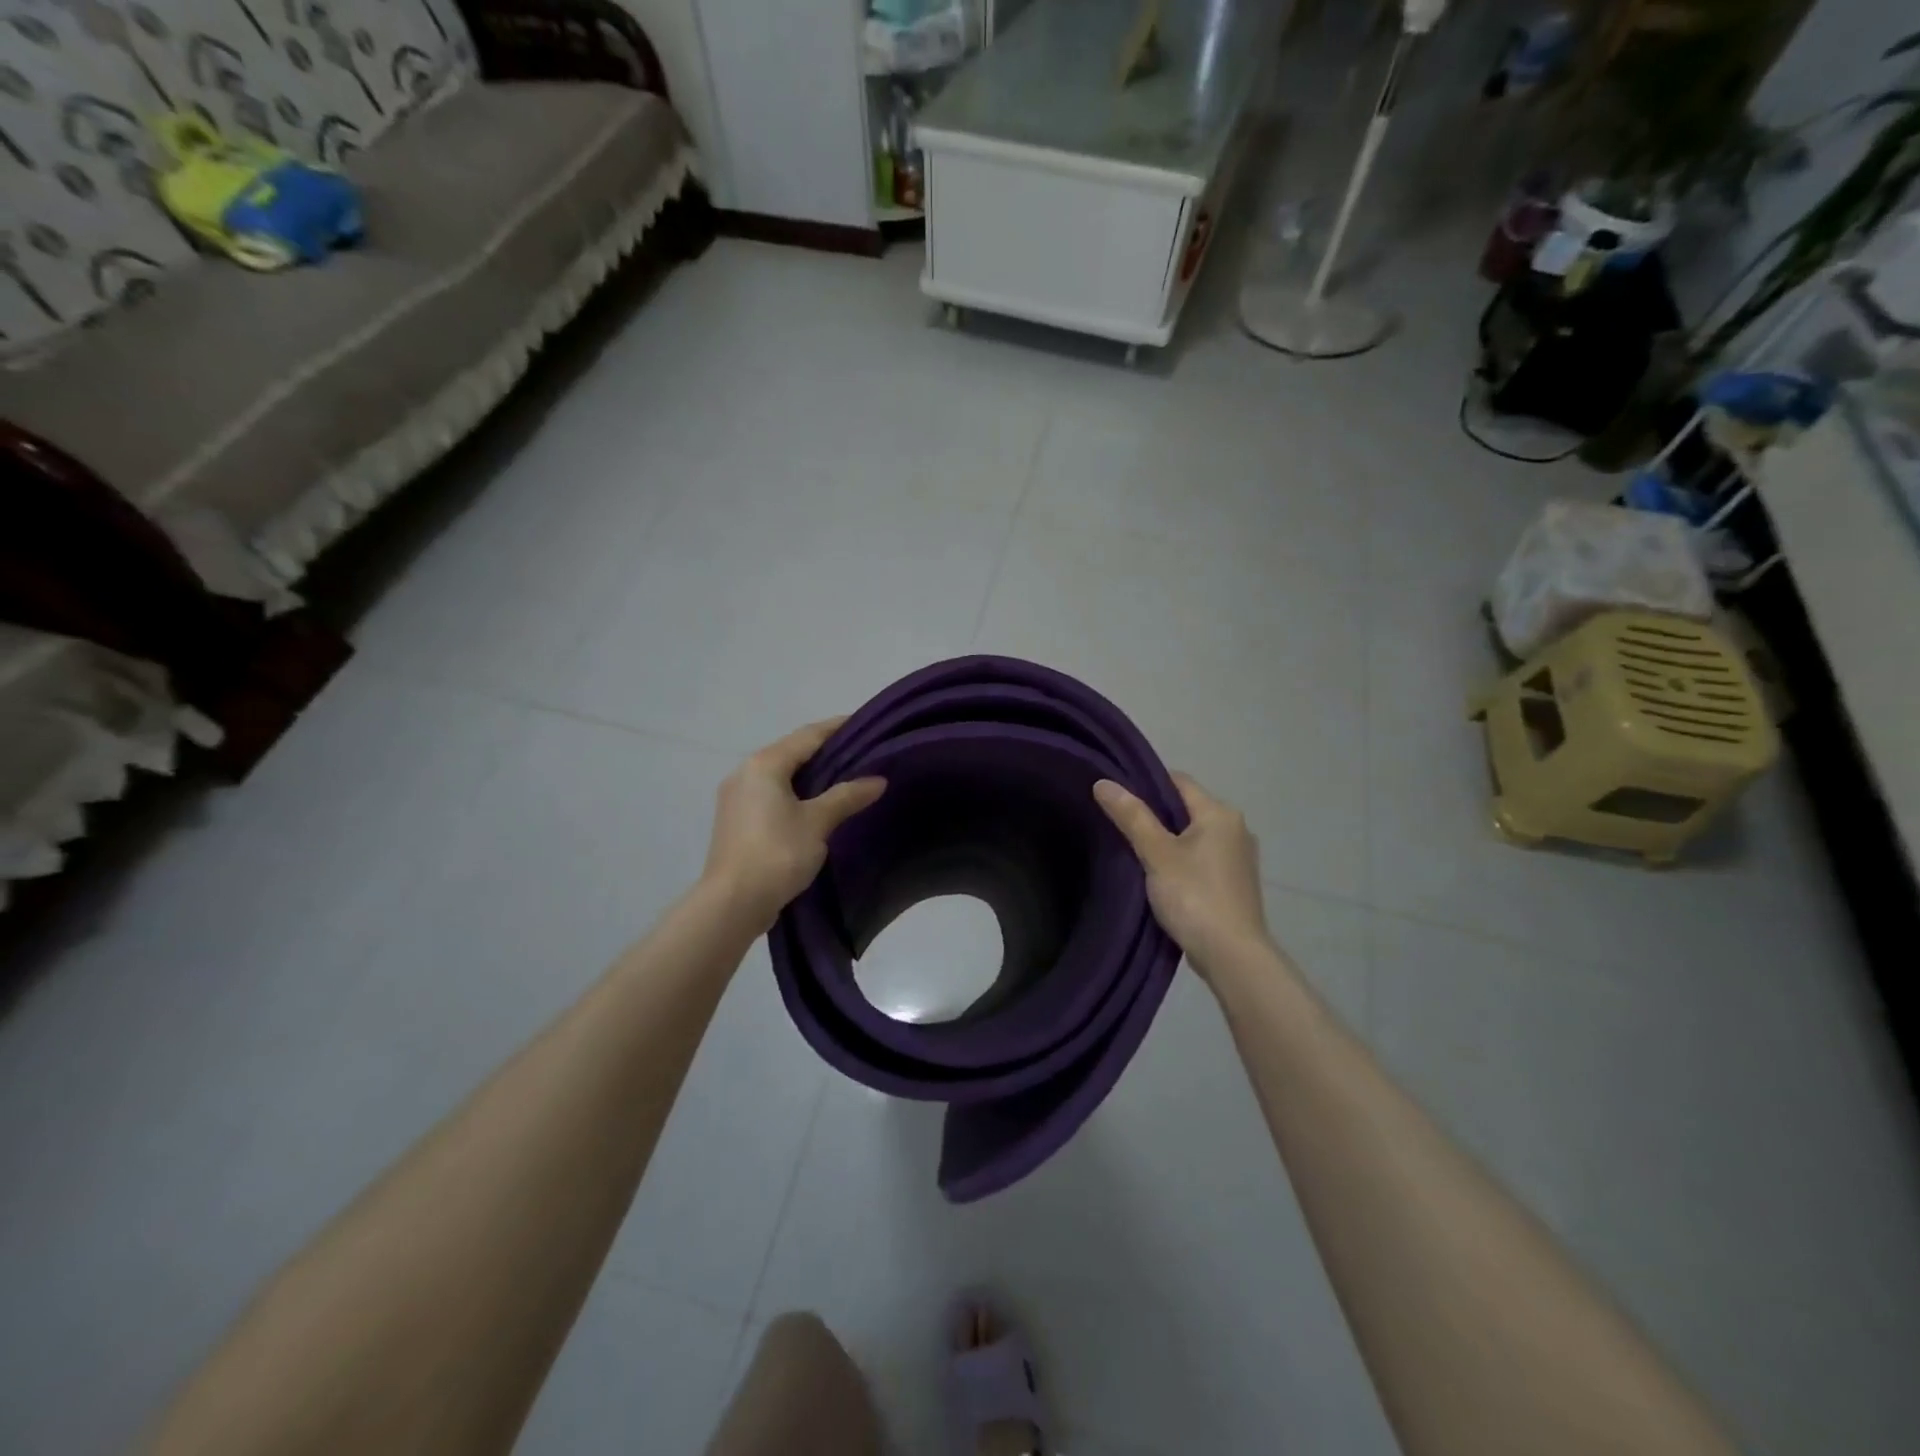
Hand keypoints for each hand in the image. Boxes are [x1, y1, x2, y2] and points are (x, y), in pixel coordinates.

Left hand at [704, 718, 885, 932]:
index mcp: (764, 764)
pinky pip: (771, 794)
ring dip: (810, 774)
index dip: (837, 728)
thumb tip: (878, 780)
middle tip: (861, 753)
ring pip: (780, 774)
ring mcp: (736, 797)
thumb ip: (847, 796)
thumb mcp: (817, 822)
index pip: (808, 735)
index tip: (865, 724)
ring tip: (844, 778)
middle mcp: (745, 772)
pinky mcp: (736, 820)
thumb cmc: (777, 854)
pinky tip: (816, 804)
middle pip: (792, 752)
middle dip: (825, 751)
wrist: (732, 903)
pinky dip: (795, 792)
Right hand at [1094, 773, 1272, 982]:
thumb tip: (1103, 782)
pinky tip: (1160, 876)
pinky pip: (1202, 858)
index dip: (1145, 783)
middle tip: (1118, 824)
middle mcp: (1236, 828)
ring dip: (1167, 840)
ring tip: (1133, 851)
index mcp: (1220, 813)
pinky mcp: (1235, 883)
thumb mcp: (1156, 854)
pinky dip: (1181, 860)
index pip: (1178, 781)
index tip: (1116, 797)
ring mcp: (1239, 857)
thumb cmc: (1194, 896)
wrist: (1233, 956)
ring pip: (1193, 835)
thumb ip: (1131, 817)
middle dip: (1154, 814)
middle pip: (1186, 808)